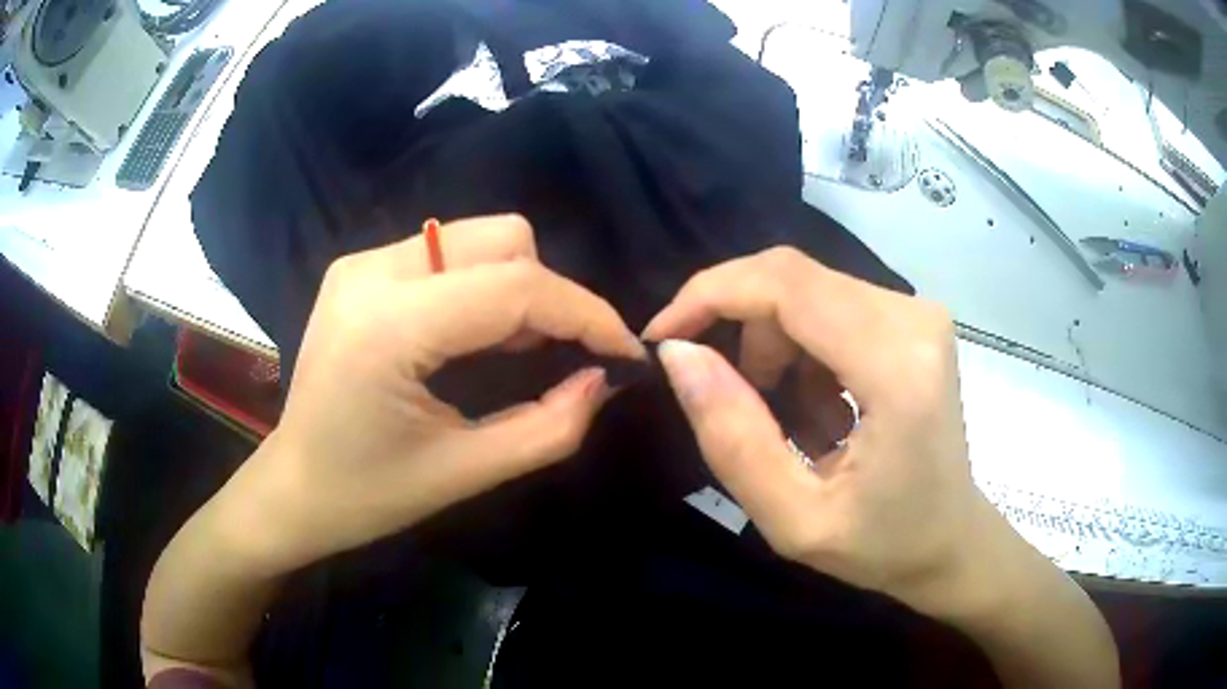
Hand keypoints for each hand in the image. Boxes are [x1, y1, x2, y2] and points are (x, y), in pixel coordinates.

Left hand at [217, 215, 644, 574]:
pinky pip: (447, 253)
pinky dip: (480, 286)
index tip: (625, 352)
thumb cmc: (367, 495)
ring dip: (516, 288)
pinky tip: (472, 336)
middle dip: (549, 294)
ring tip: (515, 351)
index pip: (515, 288)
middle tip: (557, 357)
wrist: (292, 486)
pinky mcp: (359, 268)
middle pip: (502, 239)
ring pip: (477, 238)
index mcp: (390, 327)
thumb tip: (604, 379)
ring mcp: (361, 263)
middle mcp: (373, 272)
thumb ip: (550, 428)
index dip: (586, 314)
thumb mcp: (466, 473)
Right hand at [643, 247, 1003, 619]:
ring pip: (807, 290)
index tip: (662, 336)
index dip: (710, 295)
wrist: (952, 540)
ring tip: (789, 421)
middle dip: (739, 327)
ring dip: (773, 346)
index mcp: (896, 369)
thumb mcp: (793, 519)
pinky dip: (803, 349)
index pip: (786, 285)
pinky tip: (820, 407)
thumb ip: (732, 438)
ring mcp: (918, 313)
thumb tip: (679, 354)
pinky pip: (831, 305)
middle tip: (728, 398)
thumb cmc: (882, 545)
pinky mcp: (913, 319)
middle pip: (792, 278)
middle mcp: (914, 319)